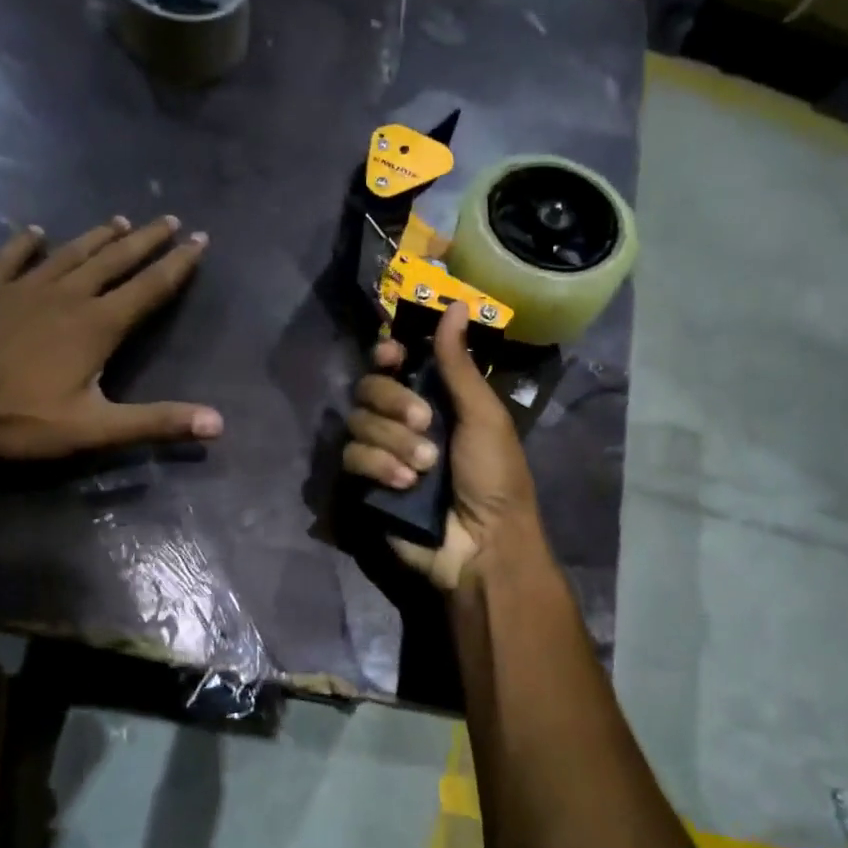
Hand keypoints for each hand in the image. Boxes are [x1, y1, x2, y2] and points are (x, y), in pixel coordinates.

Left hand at [0, 215, 220, 459]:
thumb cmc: (17, 420)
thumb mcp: (95, 429)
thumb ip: (157, 423)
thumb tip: (219, 423)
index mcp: (96, 326)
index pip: (150, 288)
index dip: (178, 264)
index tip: (200, 239)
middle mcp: (65, 296)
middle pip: (114, 260)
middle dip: (145, 240)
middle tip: (169, 219)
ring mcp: (19, 288)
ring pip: (69, 253)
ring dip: (97, 237)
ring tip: (119, 220)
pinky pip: (9, 257)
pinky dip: (24, 243)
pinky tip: (33, 231)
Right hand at [343, 301, 541, 590]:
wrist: (484, 543)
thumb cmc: (496, 477)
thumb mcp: (484, 415)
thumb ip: (459, 363)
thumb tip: (456, 304)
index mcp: (435, 400)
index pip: (394, 365)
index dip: (387, 354)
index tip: (391, 355)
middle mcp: (403, 422)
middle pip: (369, 388)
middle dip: (393, 401)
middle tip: (424, 421)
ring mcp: (382, 454)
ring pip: (357, 422)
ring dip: (392, 440)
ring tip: (424, 467)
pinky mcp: (366, 485)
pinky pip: (351, 458)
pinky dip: (377, 466)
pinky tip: (403, 484)